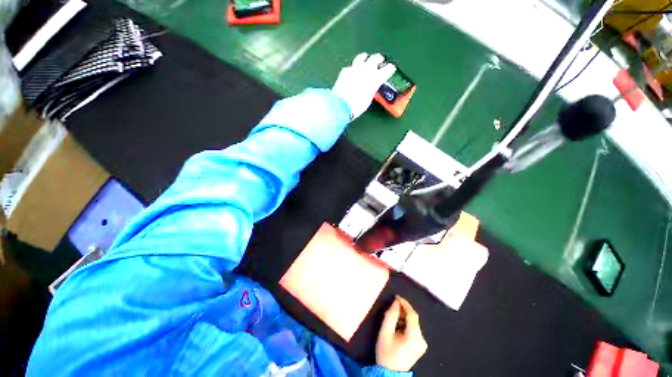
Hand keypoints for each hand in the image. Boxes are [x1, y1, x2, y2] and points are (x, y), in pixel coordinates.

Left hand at [332, 52, 395, 119]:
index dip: (390, 68)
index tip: (391, 69)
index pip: (388, 69)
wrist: (341, 105)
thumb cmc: (357, 106)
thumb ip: (372, 90)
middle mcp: (367, 70)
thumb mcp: (368, 99)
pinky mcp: (345, 71)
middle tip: (380, 61)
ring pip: (362, 57)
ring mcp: (355, 68)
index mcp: (376, 79)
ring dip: (366, 58)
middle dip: (379, 59)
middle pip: (376, 58)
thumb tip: (371, 87)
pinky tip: (352, 72)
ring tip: (366, 59)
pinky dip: (353, 69)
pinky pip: (351, 66)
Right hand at [375, 296, 427, 371]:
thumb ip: (391, 315)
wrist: (390, 373)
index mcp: (414, 337)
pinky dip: (405, 323)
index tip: (396, 296)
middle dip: (403, 310)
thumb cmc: (386, 352)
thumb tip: (396, 302)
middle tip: (392, 306)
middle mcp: (422, 339)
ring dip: (403, 317)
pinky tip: (397, 325)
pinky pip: (413, 329)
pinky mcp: (420, 345)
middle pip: (413, 318)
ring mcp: (422, 343)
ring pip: (413, 323)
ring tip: (393, 316)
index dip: (405, 303)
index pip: (412, 315)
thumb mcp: (385, 332)